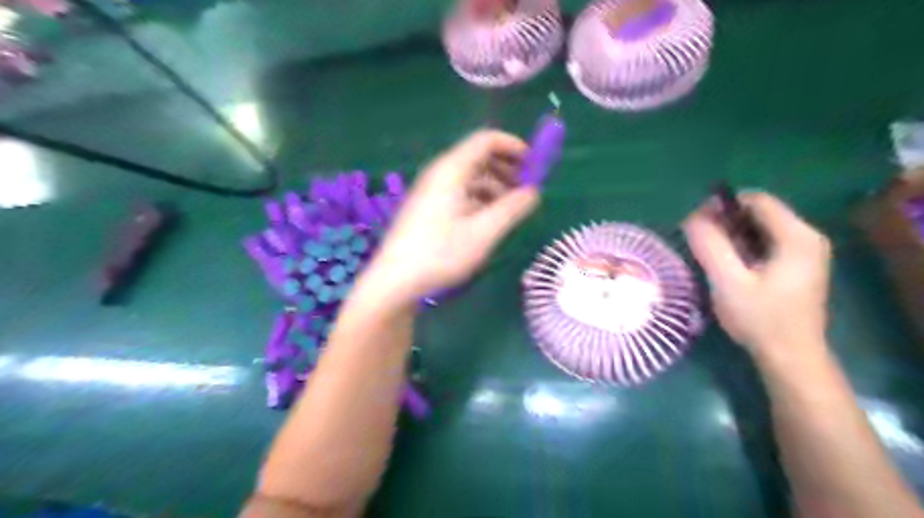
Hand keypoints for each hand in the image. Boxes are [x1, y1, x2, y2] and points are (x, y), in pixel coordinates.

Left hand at [368, 126, 542, 303]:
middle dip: (507, 168)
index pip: (486, 140)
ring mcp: (432, 191)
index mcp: (451, 170)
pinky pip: (460, 193)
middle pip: (478, 157)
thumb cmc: (440, 254)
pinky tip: (489, 219)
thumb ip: (512, 208)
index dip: (513, 146)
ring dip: (495, 186)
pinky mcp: (428, 208)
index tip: (534, 164)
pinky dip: (480, 199)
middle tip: (526, 189)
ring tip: (512, 208)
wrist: (395, 281)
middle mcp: (440, 174)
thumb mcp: (483, 232)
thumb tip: (534, 191)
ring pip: (470, 177)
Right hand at [685, 192, 829, 357]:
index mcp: (796, 236)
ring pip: (759, 228)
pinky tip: (727, 266)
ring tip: (708, 254)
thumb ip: (709, 245)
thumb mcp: (728, 281)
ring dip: (730, 235)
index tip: (695, 224)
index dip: (721, 205)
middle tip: (698, 241)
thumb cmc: (760, 319)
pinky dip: (741, 247)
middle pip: (758, 212)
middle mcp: (806, 237)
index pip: (756, 200)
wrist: (790, 357)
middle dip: (724, 221)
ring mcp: (804, 252)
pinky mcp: (797, 266)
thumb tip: (692, 217)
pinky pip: (764, 243)